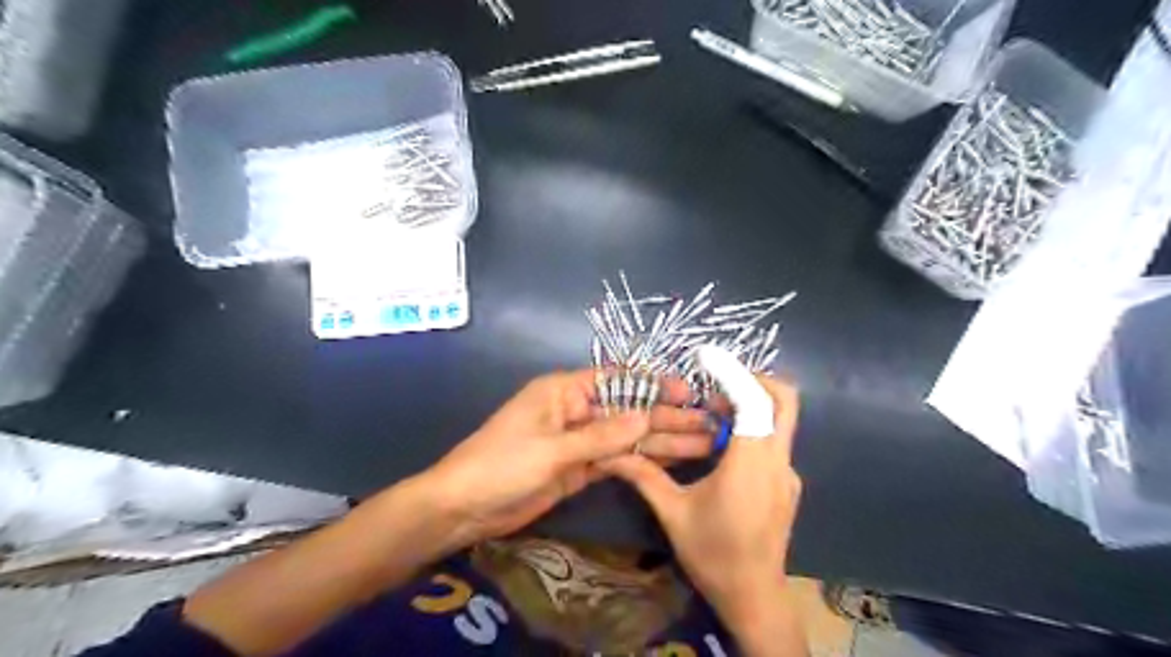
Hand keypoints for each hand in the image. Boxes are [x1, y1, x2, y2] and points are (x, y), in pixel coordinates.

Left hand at [421, 371, 714, 549]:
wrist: (464, 508)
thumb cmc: (501, 465)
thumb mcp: (552, 449)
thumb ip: (602, 435)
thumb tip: (648, 417)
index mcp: (564, 391)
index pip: (618, 381)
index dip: (653, 386)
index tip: (688, 393)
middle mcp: (576, 410)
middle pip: (628, 411)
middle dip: (667, 417)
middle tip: (709, 424)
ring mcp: (579, 441)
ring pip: (627, 438)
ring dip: (661, 441)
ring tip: (703, 445)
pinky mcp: (579, 468)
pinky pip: (616, 460)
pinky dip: (642, 461)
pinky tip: (672, 462)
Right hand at [597, 379, 800, 629]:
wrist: (754, 598)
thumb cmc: (713, 555)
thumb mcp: (673, 513)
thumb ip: (644, 477)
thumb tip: (612, 454)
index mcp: (750, 464)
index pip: (755, 401)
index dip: (733, 373)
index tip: (706, 357)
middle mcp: (777, 461)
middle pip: (784, 400)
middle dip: (753, 379)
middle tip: (715, 385)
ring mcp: (788, 473)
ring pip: (781, 420)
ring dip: (750, 405)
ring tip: (711, 415)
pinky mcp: (788, 484)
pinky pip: (775, 441)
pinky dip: (753, 428)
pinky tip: (723, 448)